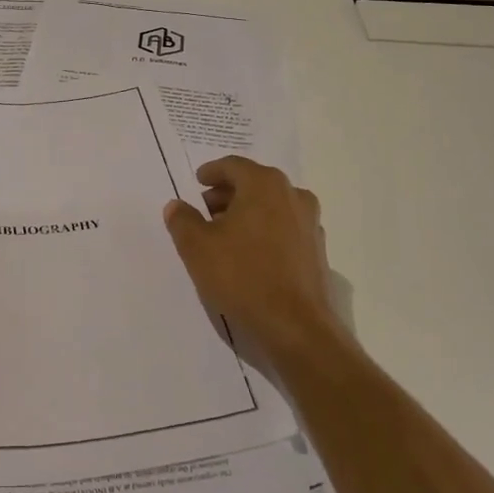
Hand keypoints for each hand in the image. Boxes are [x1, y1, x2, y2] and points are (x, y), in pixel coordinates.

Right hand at [163, 157, 336, 352]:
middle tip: (205, 210)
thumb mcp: (197, 247)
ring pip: (271, 206)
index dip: (211, 172)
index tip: (197, 182)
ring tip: (224, 234)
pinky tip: (249, 254)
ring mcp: (310, 222)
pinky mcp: (317, 249)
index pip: (233, 166)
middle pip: (254, 183)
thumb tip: (176, 205)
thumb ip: (182, 220)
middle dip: (227, 194)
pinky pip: (284, 228)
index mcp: (264, 184)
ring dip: (247, 213)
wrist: (296, 326)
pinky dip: (265, 230)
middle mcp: (293, 195)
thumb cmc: (242, 276)